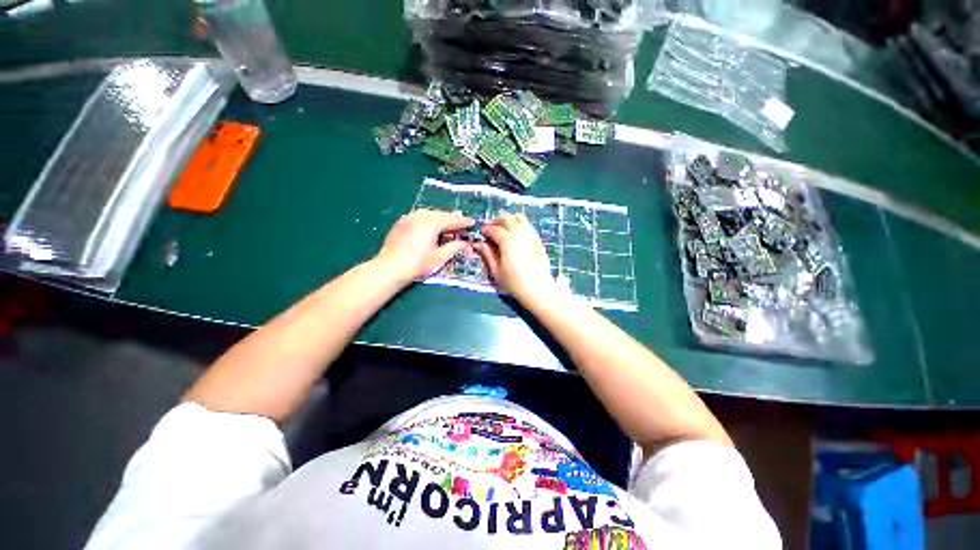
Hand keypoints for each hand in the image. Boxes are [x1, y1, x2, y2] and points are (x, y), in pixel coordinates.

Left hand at [374, 209, 474, 284]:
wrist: (389, 268)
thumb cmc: (417, 264)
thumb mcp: (440, 257)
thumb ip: (454, 247)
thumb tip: (466, 243)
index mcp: (432, 223)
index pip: (453, 220)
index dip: (464, 222)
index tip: (473, 223)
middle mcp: (421, 215)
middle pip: (442, 214)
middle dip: (453, 218)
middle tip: (463, 222)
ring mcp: (410, 217)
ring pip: (430, 214)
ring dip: (441, 218)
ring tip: (449, 223)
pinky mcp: (402, 222)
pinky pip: (420, 216)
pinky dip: (430, 219)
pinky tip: (432, 226)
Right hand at [474, 213, 556, 302]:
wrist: (538, 289)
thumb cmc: (514, 282)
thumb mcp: (496, 271)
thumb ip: (487, 254)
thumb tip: (478, 244)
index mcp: (507, 240)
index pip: (494, 229)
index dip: (486, 229)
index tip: (482, 233)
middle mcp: (520, 233)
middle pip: (507, 218)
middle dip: (497, 220)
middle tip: (491, 228)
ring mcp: (531, 235)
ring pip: (520, 218)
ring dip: (510, 220)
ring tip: (504, 229)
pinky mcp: (539, 240)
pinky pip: (528, 225)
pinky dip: (520, 225)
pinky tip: (516, 236)